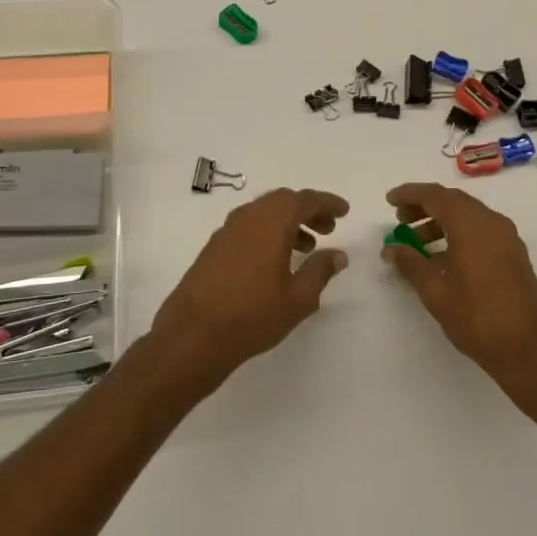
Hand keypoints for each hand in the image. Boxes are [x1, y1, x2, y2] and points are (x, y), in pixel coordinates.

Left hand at [151, 188, 350, 390]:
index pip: (305, 200)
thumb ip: (320, 271)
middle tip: (328, 228)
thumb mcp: (298, 298)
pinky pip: (248, 227)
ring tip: (306, 247)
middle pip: (282, 201)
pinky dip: (268, 232)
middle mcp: (248, 218)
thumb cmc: (252, 316)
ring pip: (263, 213)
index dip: (327, 203)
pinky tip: (275, 260)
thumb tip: (338, 254)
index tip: (344, 211)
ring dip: (288, 222)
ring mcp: (226, 231)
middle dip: (308, 210)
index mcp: (271, 223)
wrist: (192, 336)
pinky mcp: (213, 247)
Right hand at [383, 183, 536, 397]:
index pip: (435, 195)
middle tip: (400, 219)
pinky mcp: (514, 255)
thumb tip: (391, 248)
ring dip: (441, 221)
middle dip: (424, 206)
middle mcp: (492, 223)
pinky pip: (481, 231)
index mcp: (472, 224)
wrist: (529, 350)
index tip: (389, 200)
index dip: (410, 194)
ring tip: (417, 241)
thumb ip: (410, 263)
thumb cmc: (477, 317)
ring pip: (469, 216)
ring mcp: (507, 238)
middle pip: (453, 201)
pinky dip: (459, 234)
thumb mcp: (435, 291)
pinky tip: (443, 258)